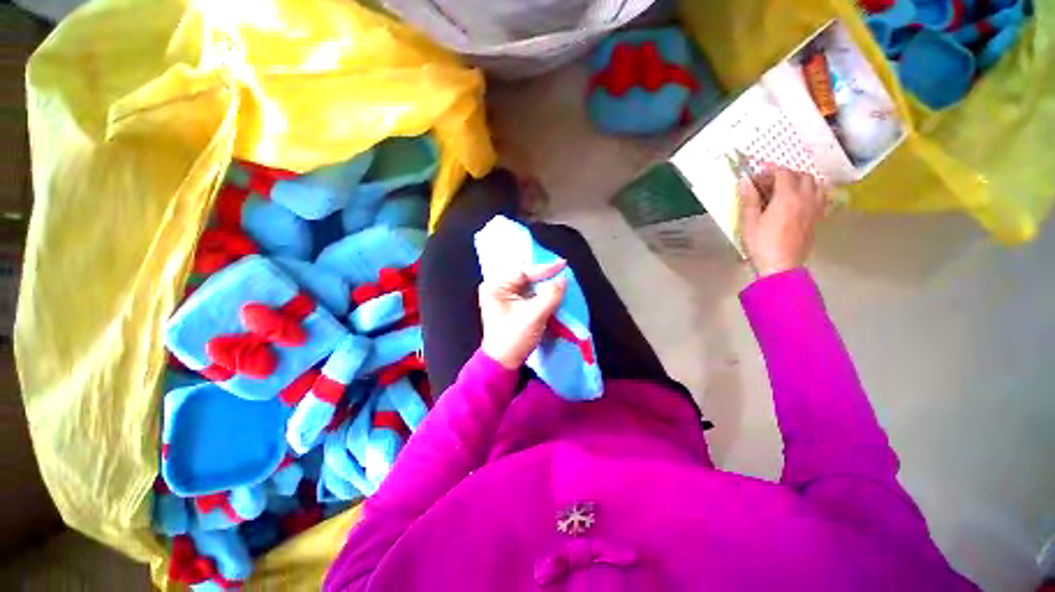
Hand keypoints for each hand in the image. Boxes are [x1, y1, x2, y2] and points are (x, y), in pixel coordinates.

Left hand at [479, 261, 567, 369]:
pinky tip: (552, 290)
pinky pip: (528, 292)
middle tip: (562, 270)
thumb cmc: (514, 338)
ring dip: (544, 283)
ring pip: (528, 284)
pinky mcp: (511, 304)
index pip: (523, 271)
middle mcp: (498, 287)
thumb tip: (563, 280)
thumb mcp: (534, 316)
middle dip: (544, 275)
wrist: (503, 362)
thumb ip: (550, 295)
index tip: (563, 264)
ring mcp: (504, 296)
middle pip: (525, 275)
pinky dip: (541, 292)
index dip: (544, 268)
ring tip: (560, 279)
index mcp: (495, 286)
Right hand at [739, 167, 827, 276]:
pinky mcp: (817, 218)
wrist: (781, 265)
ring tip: (786, 189)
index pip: (782, 173)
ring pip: (815, 184)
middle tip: (769, 182)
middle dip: (785, 174)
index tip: (757, 173)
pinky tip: (800, 200)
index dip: (769, 170)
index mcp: (787, 197)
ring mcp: (815, 208)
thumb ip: (749, 199)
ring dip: (801, 181)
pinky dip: (811, 191)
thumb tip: (745, 181)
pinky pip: (820, 196)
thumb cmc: (761, 244)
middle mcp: (805, 198)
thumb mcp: (749, 222)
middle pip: (802, 175)